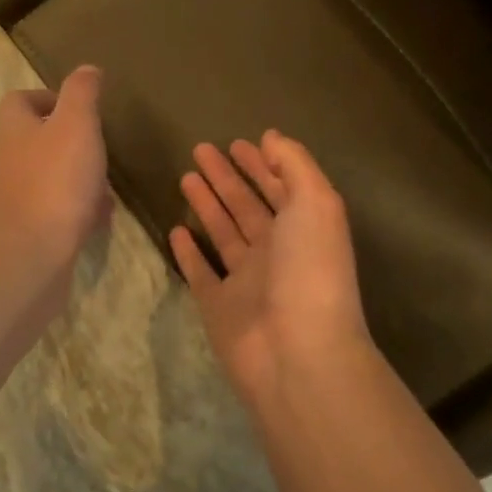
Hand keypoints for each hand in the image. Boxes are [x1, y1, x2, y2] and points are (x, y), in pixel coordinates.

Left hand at [0, 66, 111, 282]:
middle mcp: (9, 163)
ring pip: (48, 179)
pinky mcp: (28, 234)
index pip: (19, 102)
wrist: (27, 259)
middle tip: (100, 147)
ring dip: (77, 179)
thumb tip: (86, 69)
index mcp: (16, 131)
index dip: (46, 98)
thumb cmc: (53, 184)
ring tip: (107, 185)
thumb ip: (81, 94)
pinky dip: (78, 212)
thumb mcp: (75, 126)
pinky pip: (56, 214)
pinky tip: (100, 220)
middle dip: (67, 142)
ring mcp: (16, 201)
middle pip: (34, 142)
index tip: (78, 106)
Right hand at [169, 131, 375, 400]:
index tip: (237, 142)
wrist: (296, 353)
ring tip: (185, 177)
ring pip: (223, 234)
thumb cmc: (309, 270)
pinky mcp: (218, 307)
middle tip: (200, 150)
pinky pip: (201, 273)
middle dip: (226, 177)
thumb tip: (271, 138)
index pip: (279, 187)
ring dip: (206, 205)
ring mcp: (246, 281)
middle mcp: (276, 252)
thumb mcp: (315, 204)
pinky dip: (189, 253)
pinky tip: (176, 230)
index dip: (260, 164)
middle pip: (247, 206)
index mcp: (304, 229)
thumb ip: (295, 165)